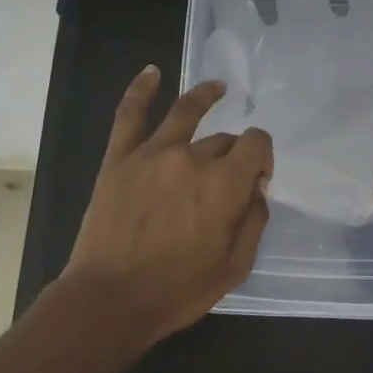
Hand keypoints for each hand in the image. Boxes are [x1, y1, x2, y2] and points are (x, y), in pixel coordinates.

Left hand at [65, 65, 273, 344]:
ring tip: (218, 88)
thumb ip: (254, 221)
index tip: (256, 180)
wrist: (109, 300)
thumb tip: (256, 189)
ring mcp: (152, 153)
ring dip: (205, 96)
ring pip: (186, 112)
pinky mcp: (119, 158)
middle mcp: (192, 158)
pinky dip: (141, 89)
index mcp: (224, 185)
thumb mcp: (234, 268)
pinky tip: (152, 72)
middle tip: (226, 182)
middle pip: (223, 139)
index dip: (263, 157)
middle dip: (233, 154)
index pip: (257, 143)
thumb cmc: (176, 291)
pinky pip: (130, 114)